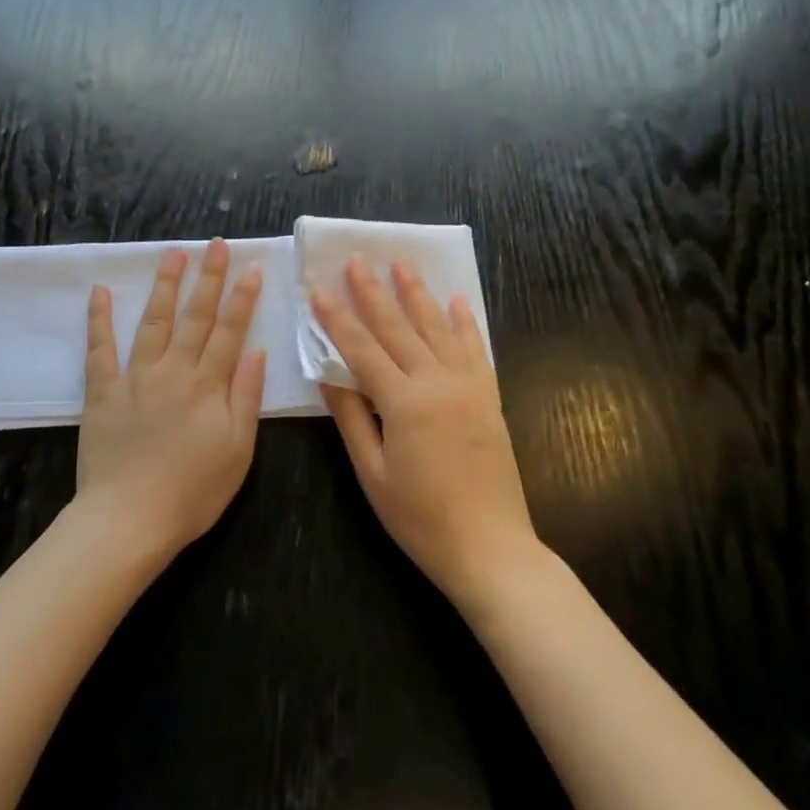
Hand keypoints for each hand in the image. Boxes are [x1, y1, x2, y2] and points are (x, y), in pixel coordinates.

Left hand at [78, 240, 266, 558]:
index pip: (229, 332)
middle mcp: (174, 371)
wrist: (130, 520)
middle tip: (215, 244)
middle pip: (195, 317)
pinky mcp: (102, 391)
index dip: (242, 298)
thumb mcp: (238, 451)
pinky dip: (100, 319)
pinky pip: (100, 349)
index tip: (251, 267)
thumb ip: (246, 398)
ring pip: (153, 322)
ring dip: (165, 286)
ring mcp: (135, 378)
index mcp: (208, 387)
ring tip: (173, 254)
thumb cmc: (193, 492)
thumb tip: (256, 352)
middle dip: (208, 278)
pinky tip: (102, 291)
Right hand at [313, 257, 536, 607]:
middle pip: (399, 329)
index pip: (362, 349)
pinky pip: (477, 350)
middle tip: (356, 260)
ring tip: (401, 264)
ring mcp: (469, 388)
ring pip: (438, 329)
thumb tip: (328, 376)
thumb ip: (351, 419)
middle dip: (373, 293)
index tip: (318, 289)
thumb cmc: (421, 519)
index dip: (337, 319)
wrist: (491, 548)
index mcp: (404, 403)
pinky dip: (466, 323)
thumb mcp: (373, 474)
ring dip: (417, 295)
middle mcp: (438, 384)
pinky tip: (457, 300)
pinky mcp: (489, 398)